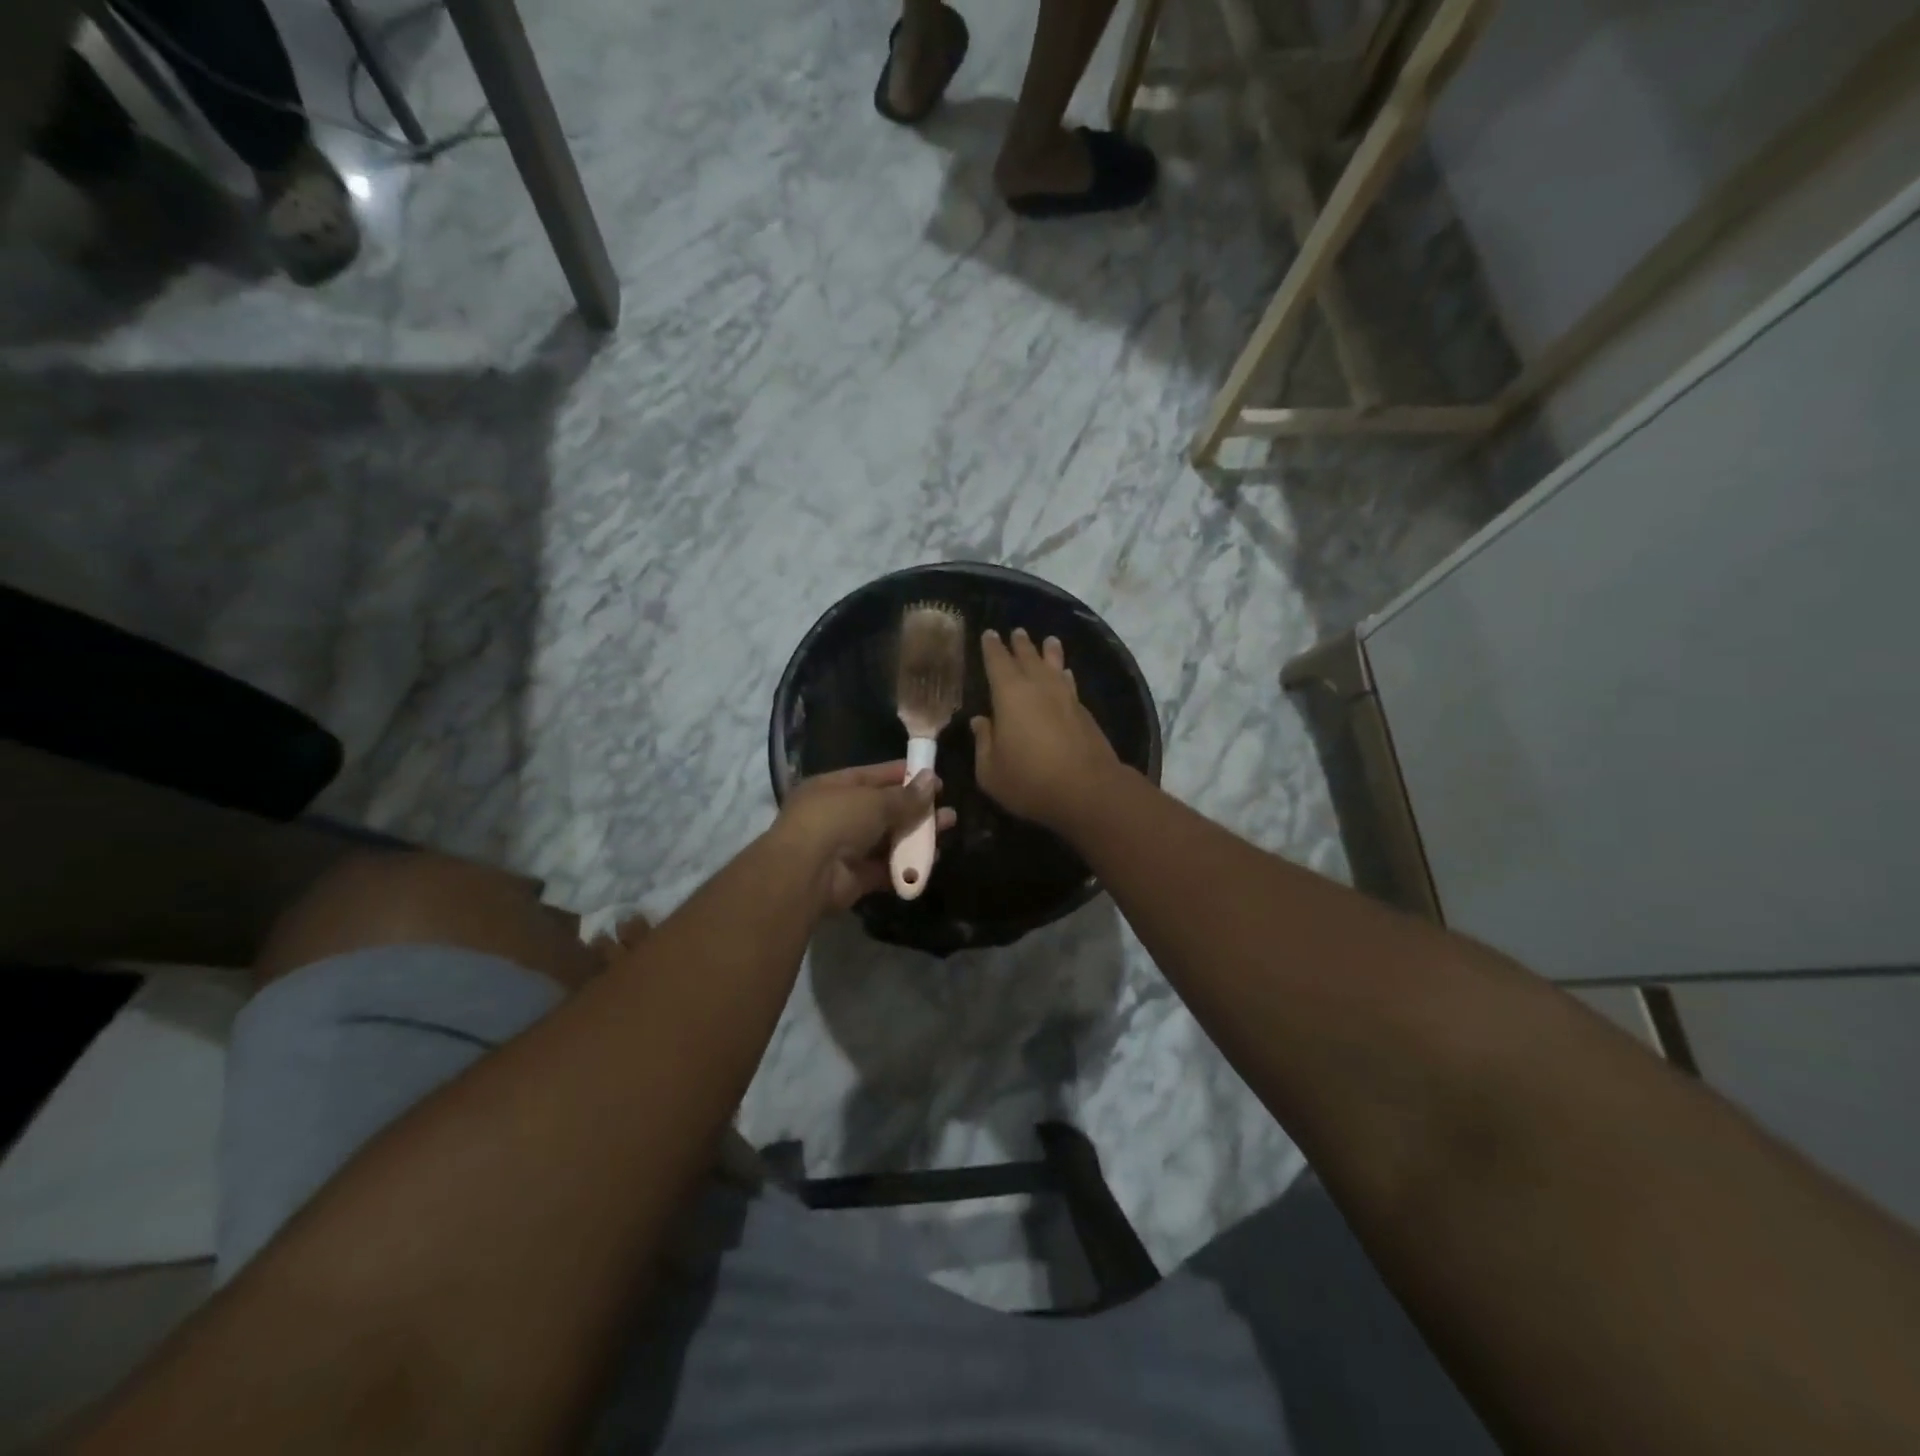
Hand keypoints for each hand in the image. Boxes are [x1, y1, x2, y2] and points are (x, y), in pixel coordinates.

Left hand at [774, 762, 956, 910]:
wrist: (806, 874)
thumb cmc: (836, 820)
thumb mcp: (874, 800)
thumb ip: (905, 796)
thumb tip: (932, 781)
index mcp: (833, 787)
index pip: (873, 776)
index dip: (903, 776)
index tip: (933, 778)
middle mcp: (837, 815)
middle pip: (883, 809)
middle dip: (916, 808)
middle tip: (947, 808)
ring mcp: (845, 848)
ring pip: (888, 839)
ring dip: (917, 835)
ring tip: (948, 829)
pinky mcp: (854, 877)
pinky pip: (885, 868)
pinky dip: (907, 864)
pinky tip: (932, 859)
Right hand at [972, 628, 1122, 834]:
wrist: (1087, 790)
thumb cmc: (1029, 780)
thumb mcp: (990, 770)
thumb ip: (983, 742)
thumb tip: (980, 721)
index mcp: (1009, 695)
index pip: (997, 662)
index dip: (992, 647)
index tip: (989, 634)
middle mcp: (1039, 687)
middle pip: (1028, 658)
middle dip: (1020, 644)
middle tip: (1017, 631)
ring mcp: (1066, 698)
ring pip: (1054, 666)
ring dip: (1049, 652)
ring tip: (1049, 640)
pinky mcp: (1084, 713)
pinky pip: (1070, 683)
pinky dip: (1065, 675)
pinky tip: (1066, 674)